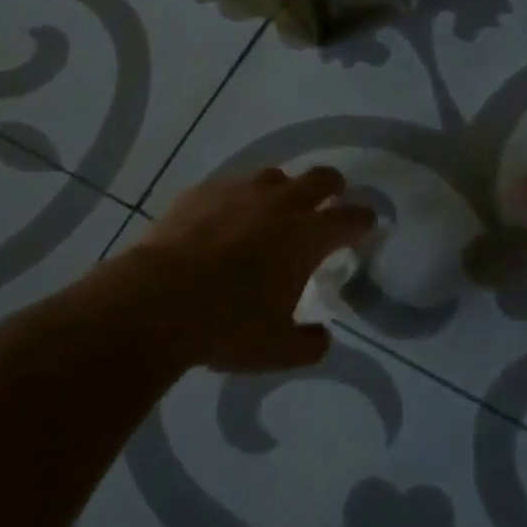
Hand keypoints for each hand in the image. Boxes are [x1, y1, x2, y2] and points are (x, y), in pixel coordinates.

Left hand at [132, 165, 375, 372]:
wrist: (159, 299)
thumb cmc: (228, 325)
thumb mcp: (276, 350)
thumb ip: (308, 344)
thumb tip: (322, 337)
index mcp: (307, 236)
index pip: (350, 218)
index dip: (363, 219)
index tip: (367, 221)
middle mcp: (280, 203)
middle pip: (319, 178)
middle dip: (332, 186)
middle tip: (331, 197)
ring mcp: (240, 191)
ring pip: (274, 176)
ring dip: (283, 189)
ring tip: (274, 208)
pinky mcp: (203, 191)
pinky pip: (231, 185)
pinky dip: (238, 198)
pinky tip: (226, 217)